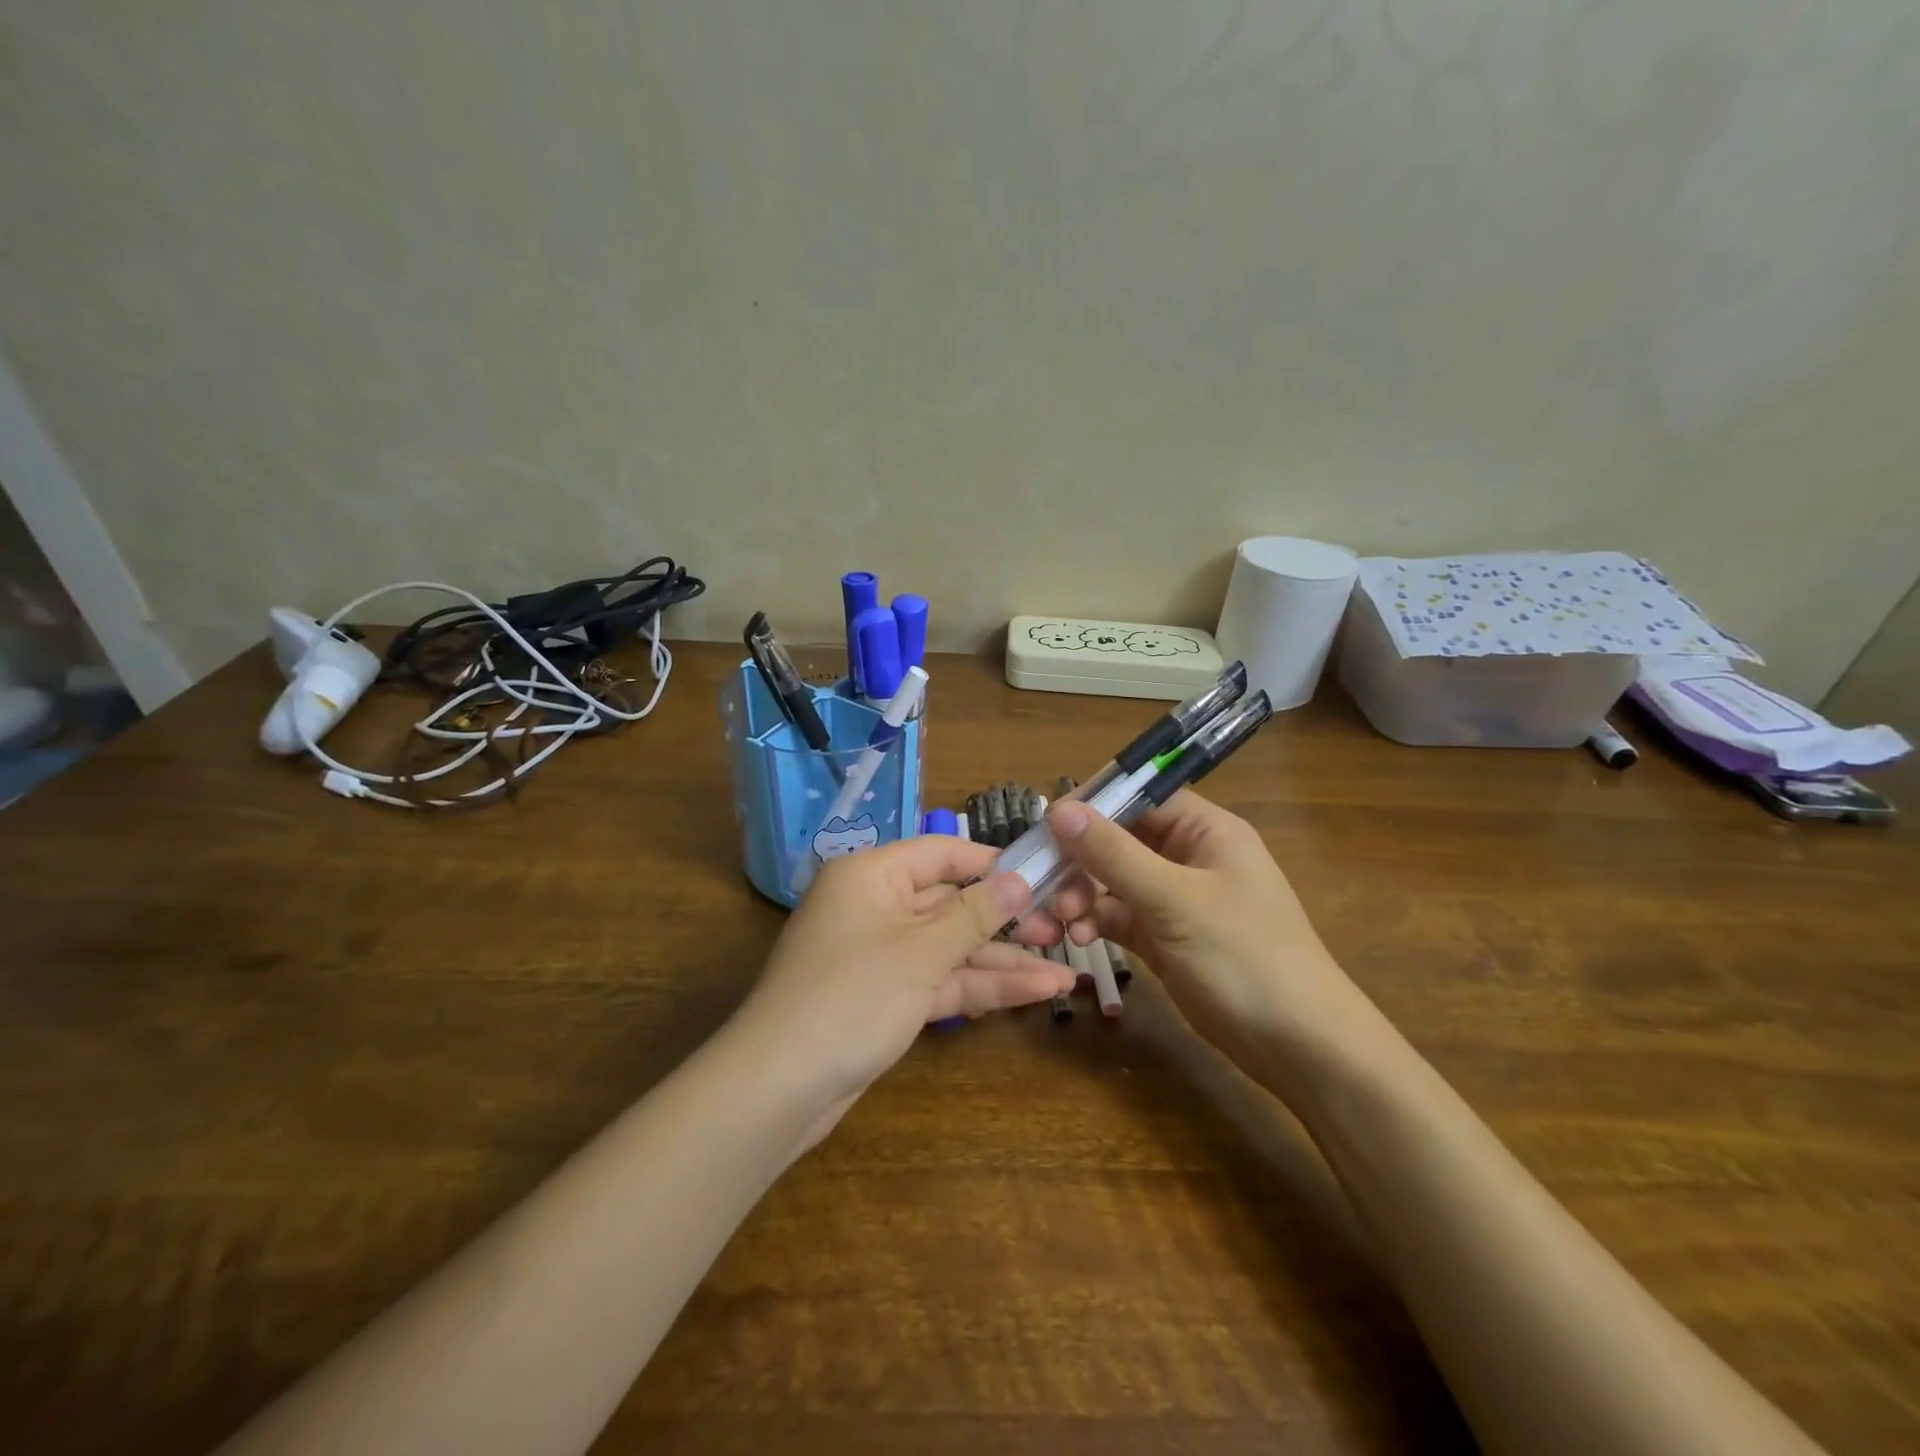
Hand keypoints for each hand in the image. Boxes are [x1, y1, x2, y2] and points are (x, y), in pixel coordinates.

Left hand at [732, 836, 1072, 1118]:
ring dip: (1003, 962)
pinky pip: (940, 980)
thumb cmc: (850, 997)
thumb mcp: (920, 952)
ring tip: (1065, 974)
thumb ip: (975, 914)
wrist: (778, 1089)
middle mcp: (877, 906)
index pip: (942, 853)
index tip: (1043, 873)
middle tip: (1061, 931)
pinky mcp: (888, 997)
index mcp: (872, 875)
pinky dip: (980, 987)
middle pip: (951, 903)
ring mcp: (883, 955)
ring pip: (951, 948)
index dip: (992, 863)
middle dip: (1007, 921)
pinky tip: (1033, 994)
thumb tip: (1019, 879)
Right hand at [1045, 790, 1363, 1070]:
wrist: (1298, 1047)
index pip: (1140, 797)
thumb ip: (1114, 854)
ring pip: (1112, 882)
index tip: (1047, 826)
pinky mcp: (1164, 938)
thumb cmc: (1244, 956)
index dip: (1093, 806)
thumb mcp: (1175, 900)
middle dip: (1079, 864)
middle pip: (1119, 842)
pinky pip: (1119, 917)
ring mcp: (1175, 900)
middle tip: (1045, 890)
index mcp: (1205, 831)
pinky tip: (1080, 940)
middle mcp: (1188, 857)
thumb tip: (1059, 810)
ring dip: (1080, 897)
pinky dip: (1096, 923)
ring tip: (1057, 924)